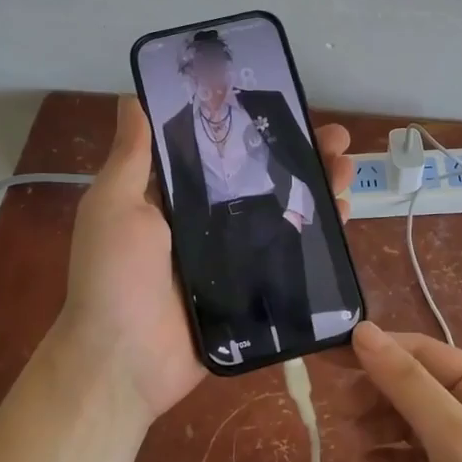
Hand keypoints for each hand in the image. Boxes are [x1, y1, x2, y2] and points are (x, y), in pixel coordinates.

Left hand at [52, 96, 352, 424]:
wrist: (124, 363)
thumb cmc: (114, 276)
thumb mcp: (114, 206)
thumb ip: (132, 157)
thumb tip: (133, 98)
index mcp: (174, 198)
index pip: (222, 151)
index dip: (254, 128)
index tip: (286, 106)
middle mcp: (207, 223)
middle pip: (262, 180)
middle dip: (300, 156)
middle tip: (336, 140)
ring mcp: (233, 258)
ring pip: (283, 214)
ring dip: (317, 189)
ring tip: (347, 169)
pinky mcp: (253, 291)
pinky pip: (289, 257)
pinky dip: (318, 237)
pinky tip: (344, 215)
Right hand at [338, 323, 461, 461]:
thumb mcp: (457, 439)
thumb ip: (408, 384)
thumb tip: (362, 331)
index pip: (420, 352)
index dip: (374, 352)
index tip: (325, 361)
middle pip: (415, 386)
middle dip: (376, 393)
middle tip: (340, 413)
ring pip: (413, 423)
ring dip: (381, 427)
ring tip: (354, 444)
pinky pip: (419, 461)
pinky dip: (394, 461)